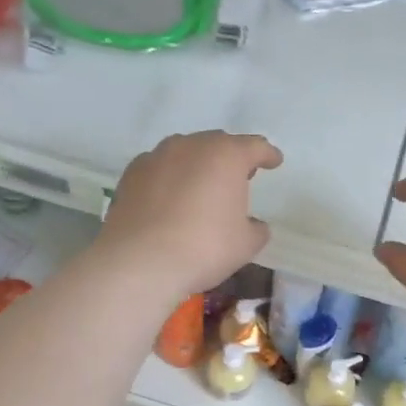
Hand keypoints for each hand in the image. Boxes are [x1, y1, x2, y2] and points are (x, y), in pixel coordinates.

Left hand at [97, 131, 282, 298]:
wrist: (140, 261)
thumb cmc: (204, 248)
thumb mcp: (246, 245)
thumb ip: (256, 229)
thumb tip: (254, 225)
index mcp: (226, 156)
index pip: (255, 146)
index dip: (268, 154)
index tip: (274, 161)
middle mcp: (191, 146)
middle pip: (218, 143)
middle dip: (230, 158)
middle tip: (238, 177)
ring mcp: (157, 156)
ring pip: (185, 152)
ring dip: (197, 165)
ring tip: (201, 187)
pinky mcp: (131, 174)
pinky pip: (159, 168)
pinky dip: (169, 178)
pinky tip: (170, 199)